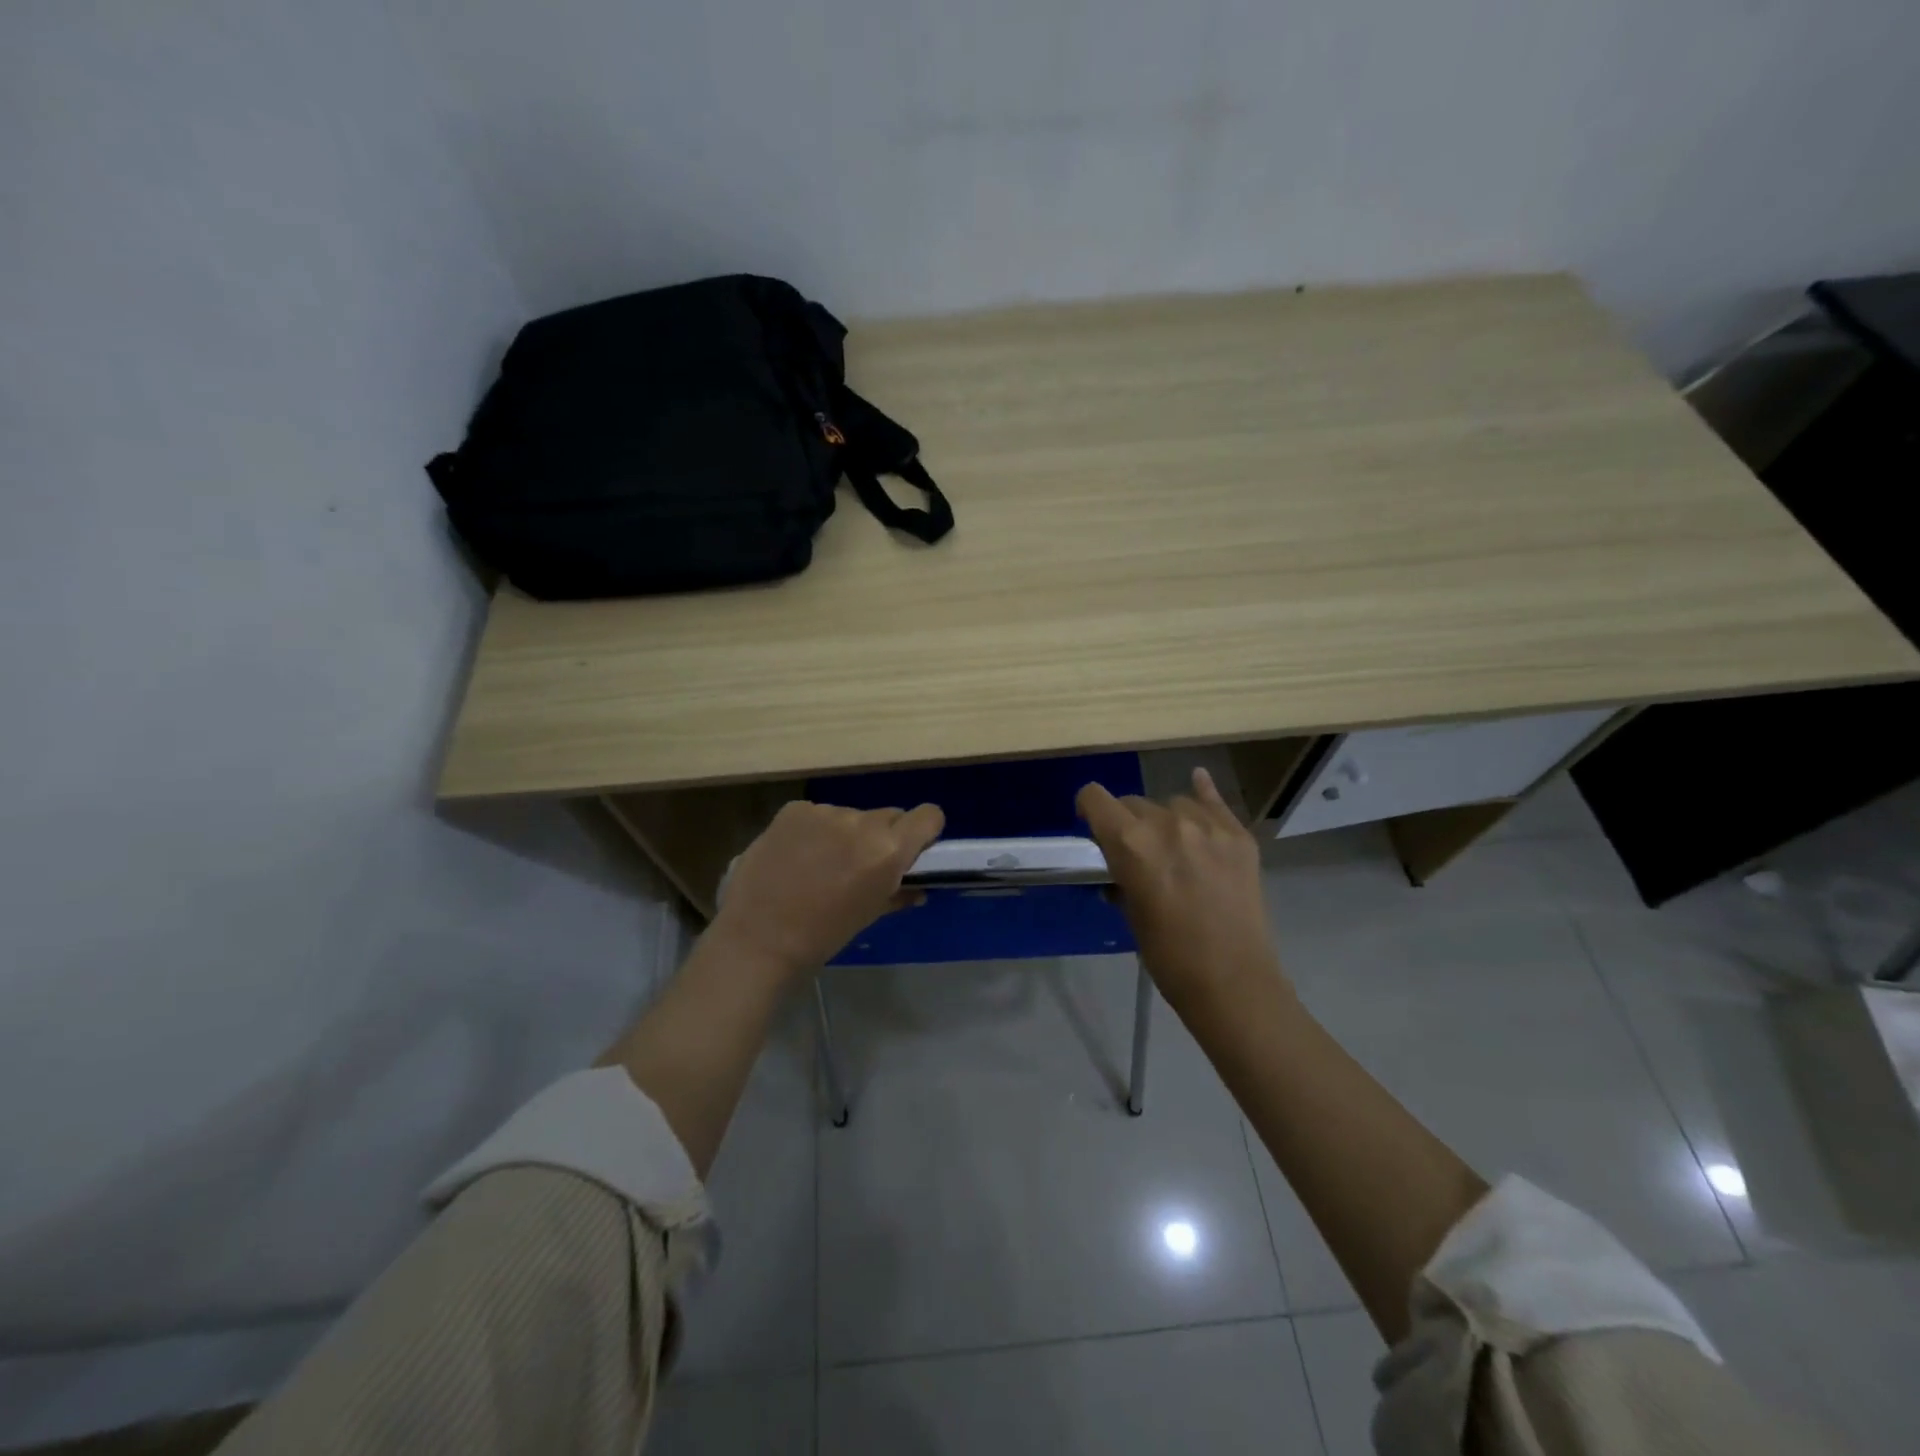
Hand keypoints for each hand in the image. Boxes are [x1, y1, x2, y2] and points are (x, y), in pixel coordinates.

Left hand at [709, 799, 945, 978]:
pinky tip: (795, 856)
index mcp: (888, 850)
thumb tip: (917, 888)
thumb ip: (898, 894)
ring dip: (844, 833)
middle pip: (888, 815)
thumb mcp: (869, 915)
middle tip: (860, 865)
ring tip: (819, 865)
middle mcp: (862, 822)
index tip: (912, 848)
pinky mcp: (794, 810)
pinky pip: (817, 814)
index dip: (924, 831)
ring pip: (850, 815)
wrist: (759, 939)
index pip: (929, 815)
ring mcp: (825, 811)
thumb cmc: (823, 936)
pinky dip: (813, 830)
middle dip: (881, 836)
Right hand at [1077, 767, 1283, 1010]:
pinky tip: (1198, 783)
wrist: (1233, 982)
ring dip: (1165, 819)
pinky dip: (1202, 795)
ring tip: (1175, 848)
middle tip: (1136, 852)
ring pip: (1172, 803)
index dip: (1087, 808)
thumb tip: (1120, 865)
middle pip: (1134, 802)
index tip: (1090, 824)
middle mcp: (1167, 823)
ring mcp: (1208, 826)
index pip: (1095, 798)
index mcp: (1131, 843)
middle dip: (1127, 821)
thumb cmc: (1169, 956)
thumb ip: (1122, 875)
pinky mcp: (1239, 836)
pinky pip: (1214, 801)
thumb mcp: (1131, 913)